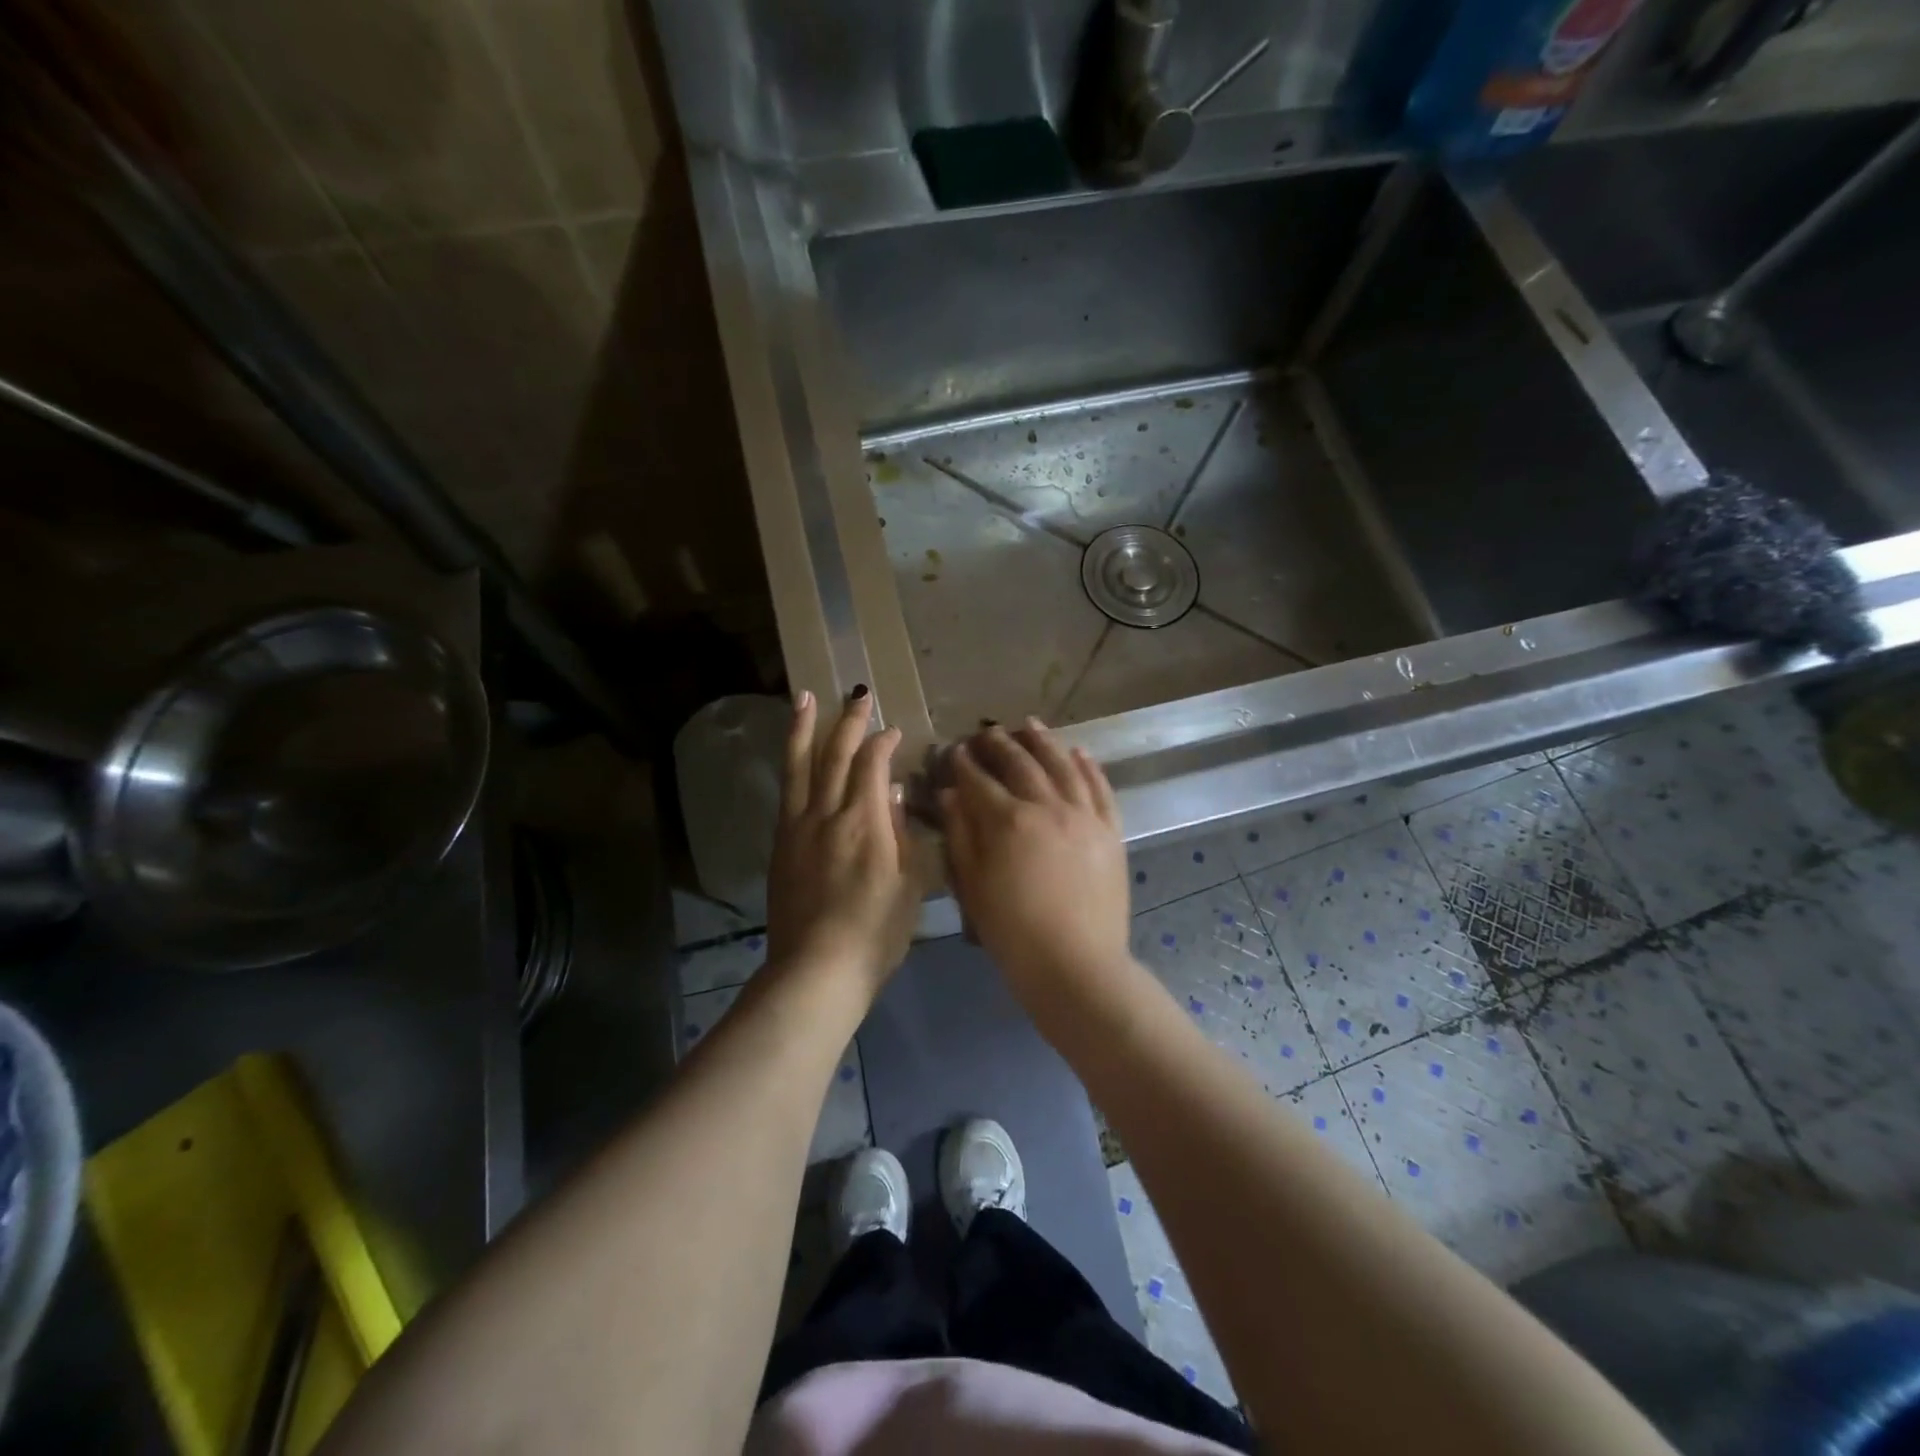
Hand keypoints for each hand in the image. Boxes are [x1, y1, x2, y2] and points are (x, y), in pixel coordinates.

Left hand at [766, 689, 927, 994]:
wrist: (817, 970)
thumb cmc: (876, 932)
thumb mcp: (909, 884)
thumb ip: (901, 832)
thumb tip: (894, 793)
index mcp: (864, 822)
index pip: (872, 765)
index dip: (883, 743)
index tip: (894, 732)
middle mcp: (827, 814)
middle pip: (835, 756)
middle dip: (848, 722)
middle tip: (857, 695)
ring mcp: (797, 828)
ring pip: (800, 767)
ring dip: (804, 730)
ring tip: (805, 698)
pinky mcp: (780, 846)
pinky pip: (786, 794)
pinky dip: (792, 768)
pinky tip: (795, 759)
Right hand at [941, 720, 1130, 1002]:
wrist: (1076, 966)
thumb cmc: (1013, 933)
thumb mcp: (973, 887)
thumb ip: (961, 835)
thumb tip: (950, 794)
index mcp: (1009, 821)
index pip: (980, 780)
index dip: (964, 763)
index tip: (955, 750)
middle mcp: (1048, 806)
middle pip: (1021, 764)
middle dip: (1000, 744)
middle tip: (987, 731)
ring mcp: (1085, 816)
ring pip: (1063, 765)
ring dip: (1044, 742)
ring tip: (1029, 725)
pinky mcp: (1111, 831)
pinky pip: (1101, 788)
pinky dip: (1088, 766)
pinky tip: (1078, 751)